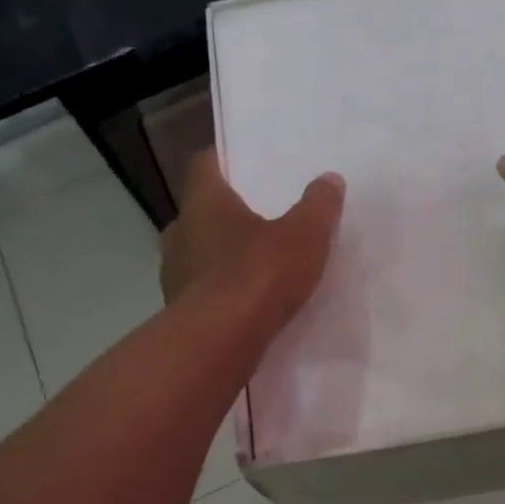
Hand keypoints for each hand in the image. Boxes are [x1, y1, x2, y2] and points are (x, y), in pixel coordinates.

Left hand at [160, 152, 345, 326]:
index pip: (203, 165)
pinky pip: (201, 292)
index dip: (222, 160)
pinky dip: (220, 292)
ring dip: (220, 257)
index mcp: (203, 203)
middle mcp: (180, 233)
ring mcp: (173, 275)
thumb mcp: (304, 235)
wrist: (219, 343)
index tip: (242, 164)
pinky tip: (246, 304)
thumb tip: (330, 179)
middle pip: (199, 213)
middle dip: (224, 215)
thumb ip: (319, 206)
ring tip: (254, 265)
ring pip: (196, 254)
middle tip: (257, 219)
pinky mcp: (179, 313)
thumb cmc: (258, 275)